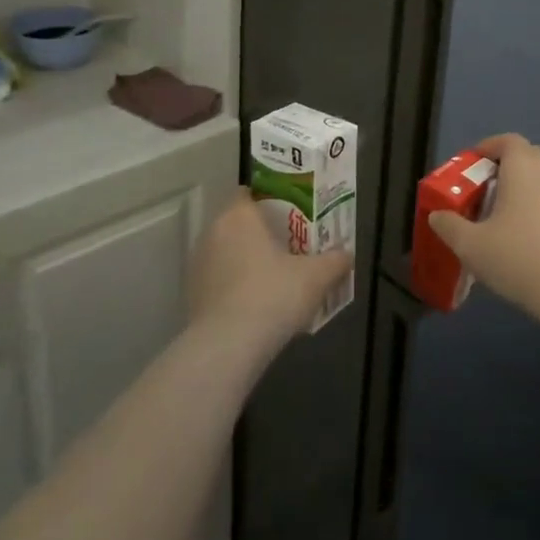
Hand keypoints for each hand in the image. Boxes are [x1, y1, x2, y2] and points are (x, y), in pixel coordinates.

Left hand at [190, 189, 353, 348]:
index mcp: (239, 216)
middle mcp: (213, 233)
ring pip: (229, 253)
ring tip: (278, 279)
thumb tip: (346, 255)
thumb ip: (335, 261)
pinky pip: (221, 281)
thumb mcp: (317, 276)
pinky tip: (259, 306)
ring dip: (249, 262)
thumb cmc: (273, 295)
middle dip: (264, 234)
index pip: (250, 193)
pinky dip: (237, 287)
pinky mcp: (193, 296)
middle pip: (240, 224)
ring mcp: (199, 265)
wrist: (228, 347)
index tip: (293, 215)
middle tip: (292, 247)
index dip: (271, 201)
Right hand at [428, 135, 539, 331]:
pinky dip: (533, 202)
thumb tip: (437, 215)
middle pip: (524, 155)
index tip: (467, 167)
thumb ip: (448, 226)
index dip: (486, 148)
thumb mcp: (471, 245)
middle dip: (500, 167)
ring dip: (518, 186)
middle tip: (479, 189)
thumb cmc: (519, 257)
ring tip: (497, 212)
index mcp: (523, 166)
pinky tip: (519, 232)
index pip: (506, 141)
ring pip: (539, 177)